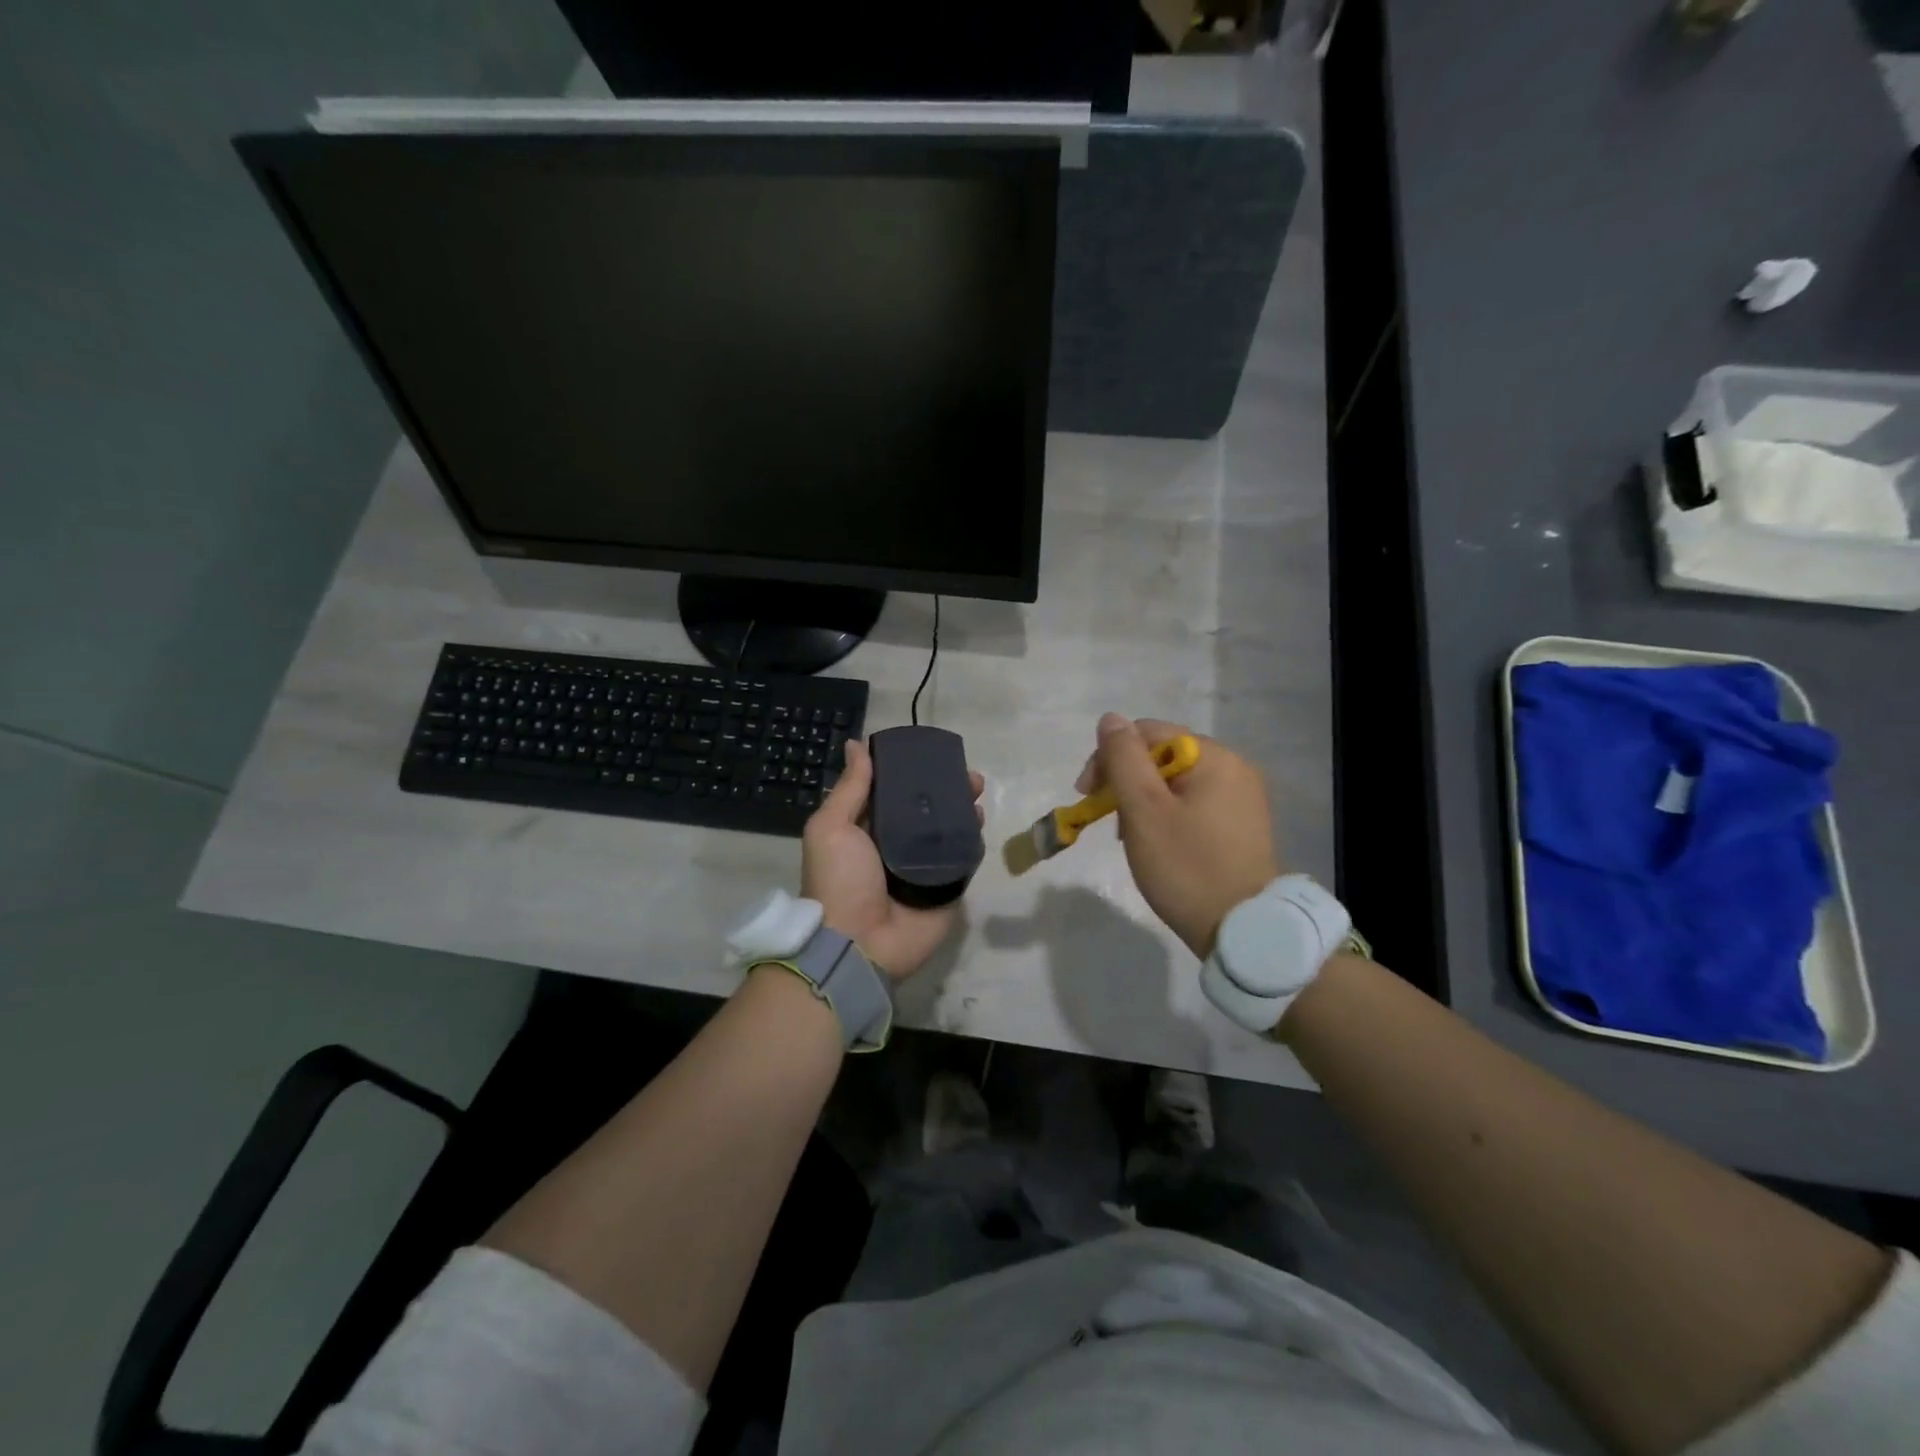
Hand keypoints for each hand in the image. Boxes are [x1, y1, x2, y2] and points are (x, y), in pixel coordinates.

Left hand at [801, 739, 984, 979]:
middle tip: (966, 774)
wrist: (858, 945)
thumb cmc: (839, 881)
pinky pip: (963, 858)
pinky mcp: (946, 888)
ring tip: (977, 791)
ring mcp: (924, 867)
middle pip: (927, 808)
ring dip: (964, 808)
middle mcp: (897, 845)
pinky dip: (973, 839)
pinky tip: (981, 820)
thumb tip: (856, 744)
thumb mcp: (831, 827)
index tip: (932, 754)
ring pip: (949, 829)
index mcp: (867, 829)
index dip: (912, 771)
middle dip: (946, 788)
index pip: (893, 792)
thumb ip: (850, 788)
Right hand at [1077, 713, 1280, 958]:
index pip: (1147, 733)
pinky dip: (1168, 815)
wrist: (1243, 930)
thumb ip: (1123, 759)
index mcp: (1213, 756)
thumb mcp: (1143, 810)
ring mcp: (1242, 796)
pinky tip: (1160, 843)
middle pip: (1162, 756)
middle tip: (1109, 822)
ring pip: (1175, 781)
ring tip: (1132, 837)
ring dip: (1145, 800)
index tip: (1088, 796)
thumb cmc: (1186, 866)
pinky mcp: (1242, 824)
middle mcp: (1234, 767)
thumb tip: (1110, 719)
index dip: (1110, 758)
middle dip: (1127, 782)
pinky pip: (1194, 802)